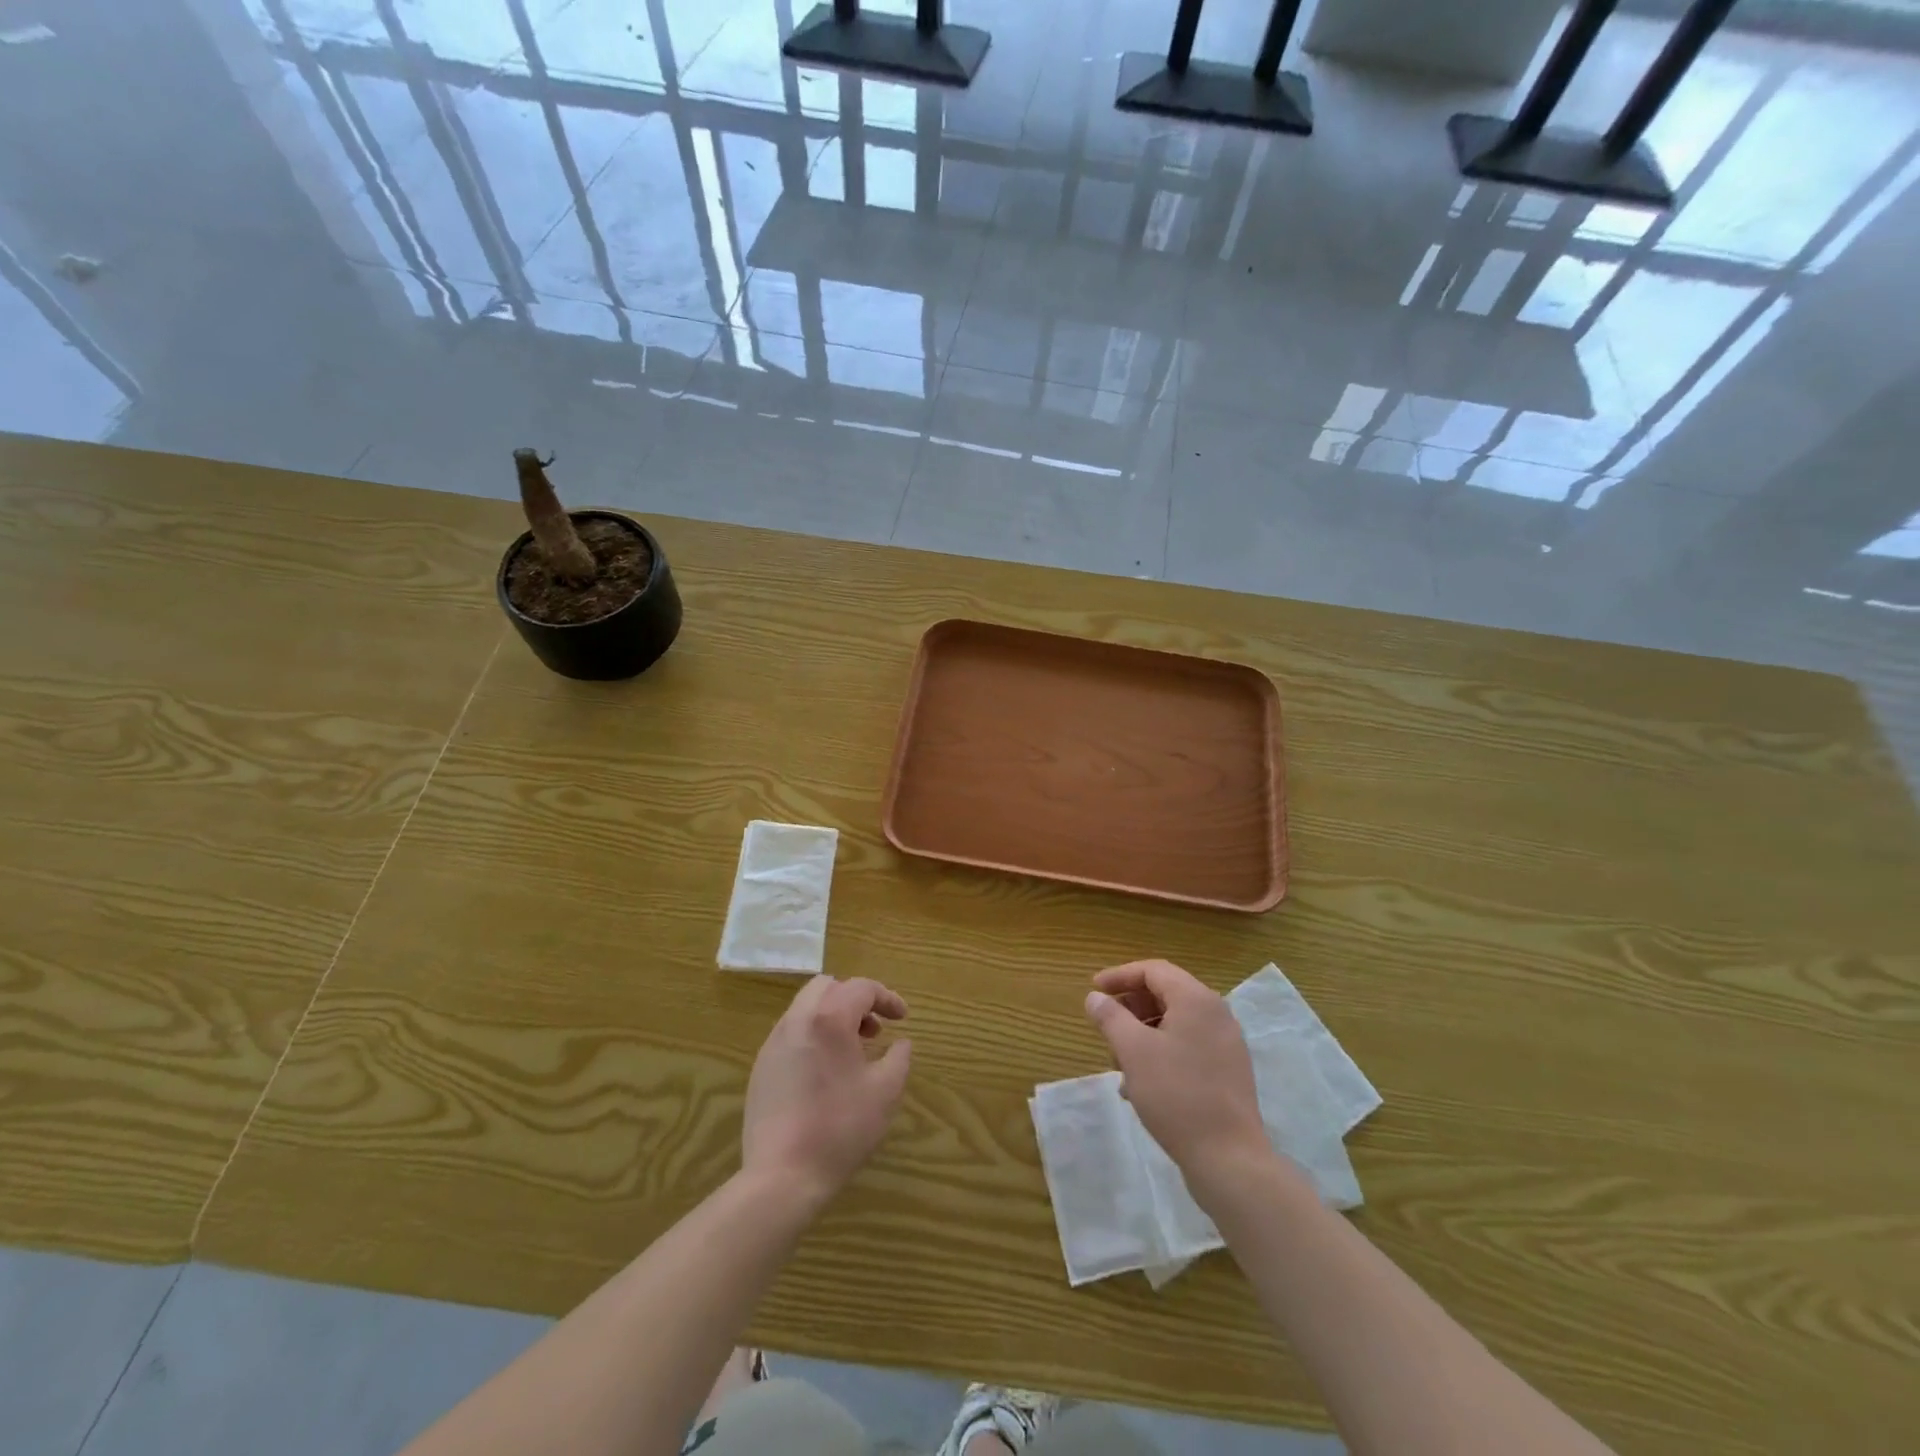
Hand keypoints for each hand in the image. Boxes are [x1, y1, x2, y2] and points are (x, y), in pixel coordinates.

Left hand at [742, 975, 911, 1207]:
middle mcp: (797, 1020)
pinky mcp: (761, 1067)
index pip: (861, 988)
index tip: (903, 1018)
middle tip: (873, 1030)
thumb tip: (901, 1043)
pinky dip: (813, 1036)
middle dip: (854, 1000)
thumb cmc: (840, 1128)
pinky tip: (825, 1074)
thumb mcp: (885, 1092)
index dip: (886, 998)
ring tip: (852, 1052)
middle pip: (827, 987)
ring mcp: (774, 1043)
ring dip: (833, 1017)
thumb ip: (899, 1058)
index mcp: (829, 1019)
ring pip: (806, 1008)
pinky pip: (791, 1034)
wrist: (781, 1176)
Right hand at [1084, 959, 1266, 1180]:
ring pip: (1176, 1022)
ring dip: (1143, 1032)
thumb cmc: (1176, 1095)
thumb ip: (1111, 1017)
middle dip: (1131, 1006)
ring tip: (1119, 1061)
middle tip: (1105, 1025)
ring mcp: (1226, 1043)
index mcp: (1196, 1000)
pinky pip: (1188, 1046)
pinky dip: (1161, 1051)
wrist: (1229, 1158)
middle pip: (1166, 993)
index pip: (1153, 970)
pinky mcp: (1228, 1071)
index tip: (1094, 990)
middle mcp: (1216, 1013)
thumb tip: (1095, 998)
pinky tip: (1141, 1082)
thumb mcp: (1133, 1051)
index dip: (1120, 976)